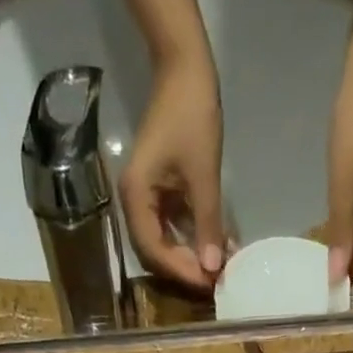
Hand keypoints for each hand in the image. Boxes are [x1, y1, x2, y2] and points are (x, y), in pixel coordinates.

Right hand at [120, 57, 225, 292]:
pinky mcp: (159, 192)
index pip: (154, 251)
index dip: (181, 271)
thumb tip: (213, 268)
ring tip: (217, 267)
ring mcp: (146, 198)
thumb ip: (207, 224)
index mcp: (136, 197)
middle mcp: (134, 203)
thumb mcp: (203, 175)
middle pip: (156, 252)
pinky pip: (173, 226)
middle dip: (185, 268)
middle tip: (215, 281)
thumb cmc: (191, 116)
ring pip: (165, 243)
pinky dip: (192, 238)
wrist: (184, 69)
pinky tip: (214, 246)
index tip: (209, 283)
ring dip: (190, 256)